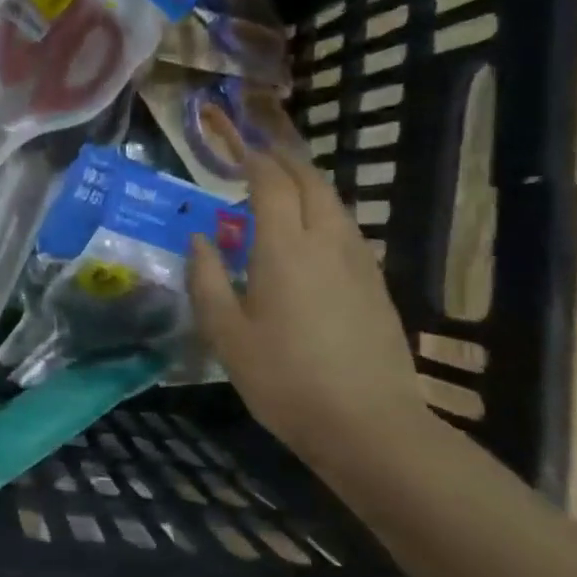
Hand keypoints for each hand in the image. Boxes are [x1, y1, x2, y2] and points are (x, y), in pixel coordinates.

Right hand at [187, 110, 423, 443]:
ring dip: (309, 186)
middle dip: (286, 161)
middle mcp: (327, 243)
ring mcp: (359, 263)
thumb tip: (199, 239)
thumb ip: (206, 279)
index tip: (237, 150)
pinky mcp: (377, 286)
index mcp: (285, 249)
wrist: (368, 425)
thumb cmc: (284, 379)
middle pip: (312, 183)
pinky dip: (326, 214)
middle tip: (261, 156)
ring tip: (285, 189)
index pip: (272, 184)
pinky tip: (314, 236)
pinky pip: (349, 231)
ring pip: (336, 205)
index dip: (254, 161)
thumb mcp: (226, 334)